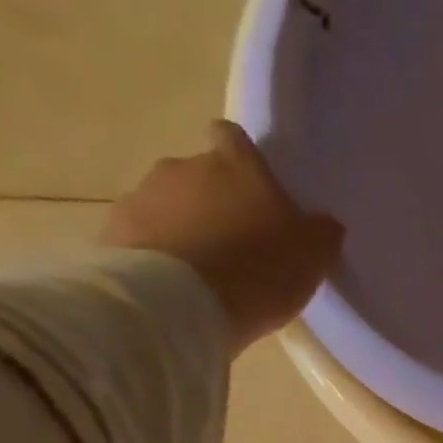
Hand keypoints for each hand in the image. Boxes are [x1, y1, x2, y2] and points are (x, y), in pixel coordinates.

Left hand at [103, 120, 344, 351]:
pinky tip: (174, 287)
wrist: (182, 303)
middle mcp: (186, 166)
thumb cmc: (258, 270)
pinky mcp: (118, 231)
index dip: (242, 160)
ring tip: (202, 274)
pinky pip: (144, 237)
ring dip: (184, 229)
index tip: (252, 189)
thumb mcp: (312, 256)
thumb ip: (321, 233)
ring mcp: (146, 195)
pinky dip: (158, 254)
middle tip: (233, 246)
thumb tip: (324, 223)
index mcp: (236, 166)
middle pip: (200, 175)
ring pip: (169, 205)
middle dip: (213, 202)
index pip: (234, 139)